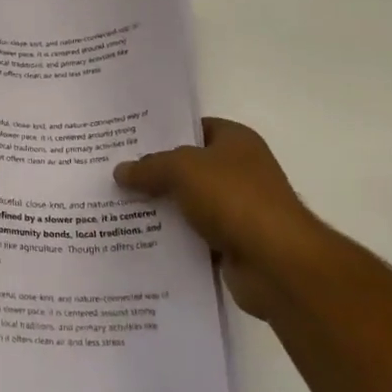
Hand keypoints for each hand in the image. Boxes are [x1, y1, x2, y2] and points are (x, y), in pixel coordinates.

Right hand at [114, 118, 326, 322]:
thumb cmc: (234, 199)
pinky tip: (139, 239)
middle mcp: (239, 171)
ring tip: (116, 208)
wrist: (276, 262)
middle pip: (188, 168)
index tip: (127, 141)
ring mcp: (238, 209)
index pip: (195, 128)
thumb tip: (120, 171)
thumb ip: (150, 167)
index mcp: (236, 141)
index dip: (163, 133)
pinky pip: (193, 236)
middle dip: (155, 173)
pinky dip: (172, 239)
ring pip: (188, 204)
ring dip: (160, 209)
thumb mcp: (183, 170)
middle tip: (114, 175)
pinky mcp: (232, 244)